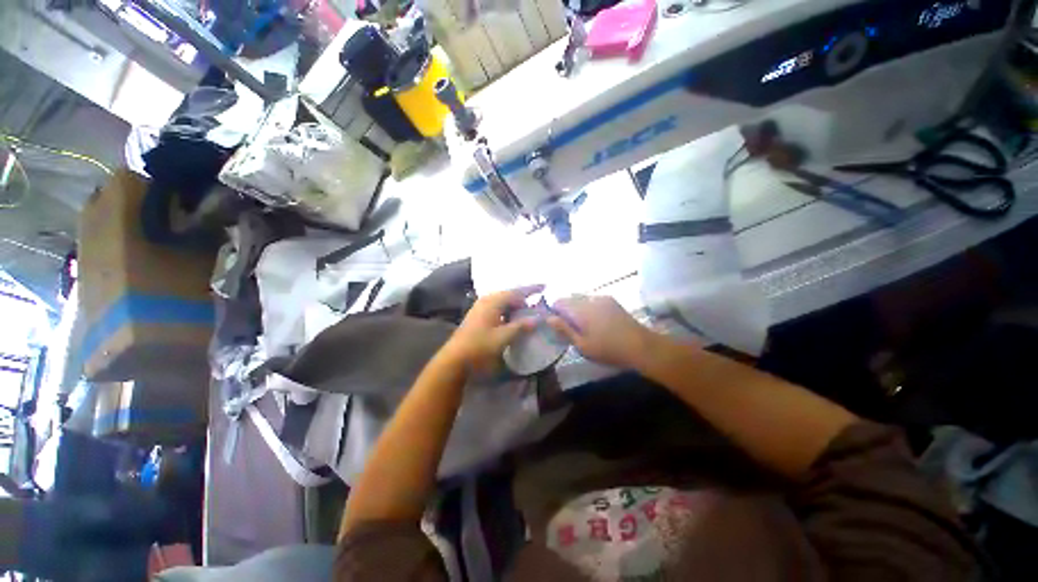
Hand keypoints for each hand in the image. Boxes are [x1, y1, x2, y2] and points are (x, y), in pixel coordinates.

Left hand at [444, 285, 544, 372]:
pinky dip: (507, 311)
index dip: (531, 289)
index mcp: (493, 301)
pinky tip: (512, 320)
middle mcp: (487, 300)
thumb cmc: (480, 345)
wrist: (455, 357)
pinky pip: (497, 307)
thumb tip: (537, 318)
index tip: (544, 287)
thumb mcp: (503, 337)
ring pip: (503, 302)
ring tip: (527, 313)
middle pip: (509, 295)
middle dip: (523, 299)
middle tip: (537, 306)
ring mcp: (481, 306)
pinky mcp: (478, 315)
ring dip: (515, 306)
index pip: (516, 292)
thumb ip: (521, 326)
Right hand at [547, 295, 655, 368]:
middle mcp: (590, 299)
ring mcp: (602, 298)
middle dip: (566, 310)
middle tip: (570, 328)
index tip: (557, 325)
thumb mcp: (583, 345)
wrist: (641, 346)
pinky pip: (592, 300)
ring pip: (581, 298)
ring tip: (583, 325)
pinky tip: (595, 322)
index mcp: (581, 309)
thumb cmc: (609, 349)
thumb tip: (549, 318)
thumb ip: (564, 330)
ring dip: (577, 308)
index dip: (554, 311)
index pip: (559, 302)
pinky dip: (588, 307)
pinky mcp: (612, 301)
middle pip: (570, 298)